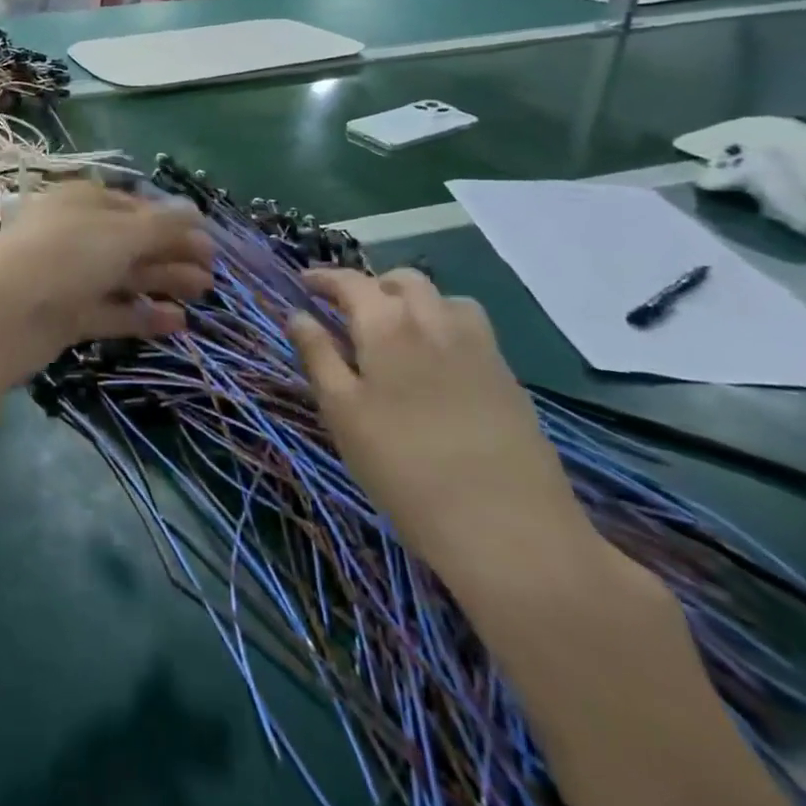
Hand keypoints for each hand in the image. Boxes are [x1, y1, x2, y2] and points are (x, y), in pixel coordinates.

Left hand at [0, 180, 213, 386]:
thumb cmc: (62, 258)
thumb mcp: (118, 234)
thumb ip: (161, 226)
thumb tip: (195, 211)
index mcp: (81, 202)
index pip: (133, 206)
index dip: (171, 221)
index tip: (207, 239)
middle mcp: (75, 235)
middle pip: (131, 242)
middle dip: (172, 253)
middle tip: (212, 271)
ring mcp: (68, 276)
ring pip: (123, 276)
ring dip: (162, 282)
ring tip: (203, 294)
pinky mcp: (65, 315)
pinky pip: (110, 310)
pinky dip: (141, 315)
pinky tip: (177, 323)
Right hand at [288, 268, 600, 598]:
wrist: (508, 528)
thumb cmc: (403, 467)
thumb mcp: (342, 412)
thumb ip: (318, 355)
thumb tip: (298, 315)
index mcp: (387, 323)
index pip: (350, 281)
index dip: (324, 277)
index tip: (305, 282)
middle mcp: (434, 319)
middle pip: (401, 281)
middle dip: (372, 286)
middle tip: (350, 312)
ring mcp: (479, 345)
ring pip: (443, 299)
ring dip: (414, 302)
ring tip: (398, 332)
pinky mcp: (507, 376)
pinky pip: (471, 328)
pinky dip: (445, 326)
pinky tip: (438, 364)